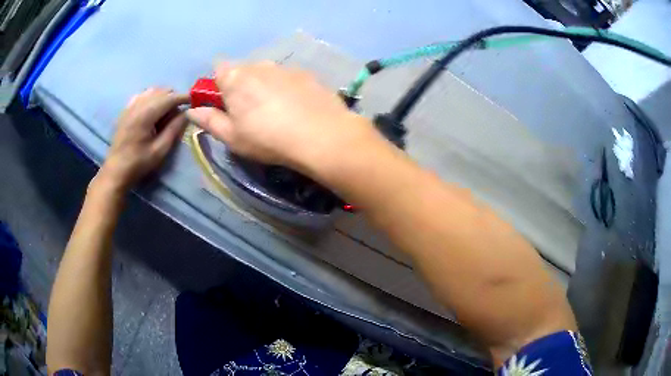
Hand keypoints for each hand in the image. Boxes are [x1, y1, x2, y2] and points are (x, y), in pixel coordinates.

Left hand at [97, 88, 188, 191]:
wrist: (115, 171)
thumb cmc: (138, 163)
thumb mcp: (160, 150)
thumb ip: (174, 129)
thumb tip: (187, 113)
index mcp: (145, 115)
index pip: (169, 98)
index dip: (183, 97)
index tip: (194, 101)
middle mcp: (137, 105)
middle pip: (161, 90)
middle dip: (173, 97)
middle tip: (179, 111)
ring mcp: (130, 106)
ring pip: (152, 90)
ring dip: (163, 96)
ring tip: (167, 110)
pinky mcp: (125, 110)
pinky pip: (142, 95)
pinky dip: (151, 98)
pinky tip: (152, 109)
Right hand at [185, 62, 377, 173]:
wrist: (321, 135)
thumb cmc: (267, 138)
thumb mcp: (231, 136)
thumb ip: (209, 121)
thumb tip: (192, 111)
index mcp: (235, 77)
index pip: (218, 68)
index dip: (217, 85)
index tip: (223, 103)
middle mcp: (259, 65)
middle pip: (242, 70)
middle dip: (240, 86)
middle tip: (249, 113)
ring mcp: (285, 68)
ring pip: (266, 73)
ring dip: (264, 87)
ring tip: (276, 112)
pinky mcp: (306, 74)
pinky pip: (287, 78)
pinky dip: (286, 89)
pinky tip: (296, 108)